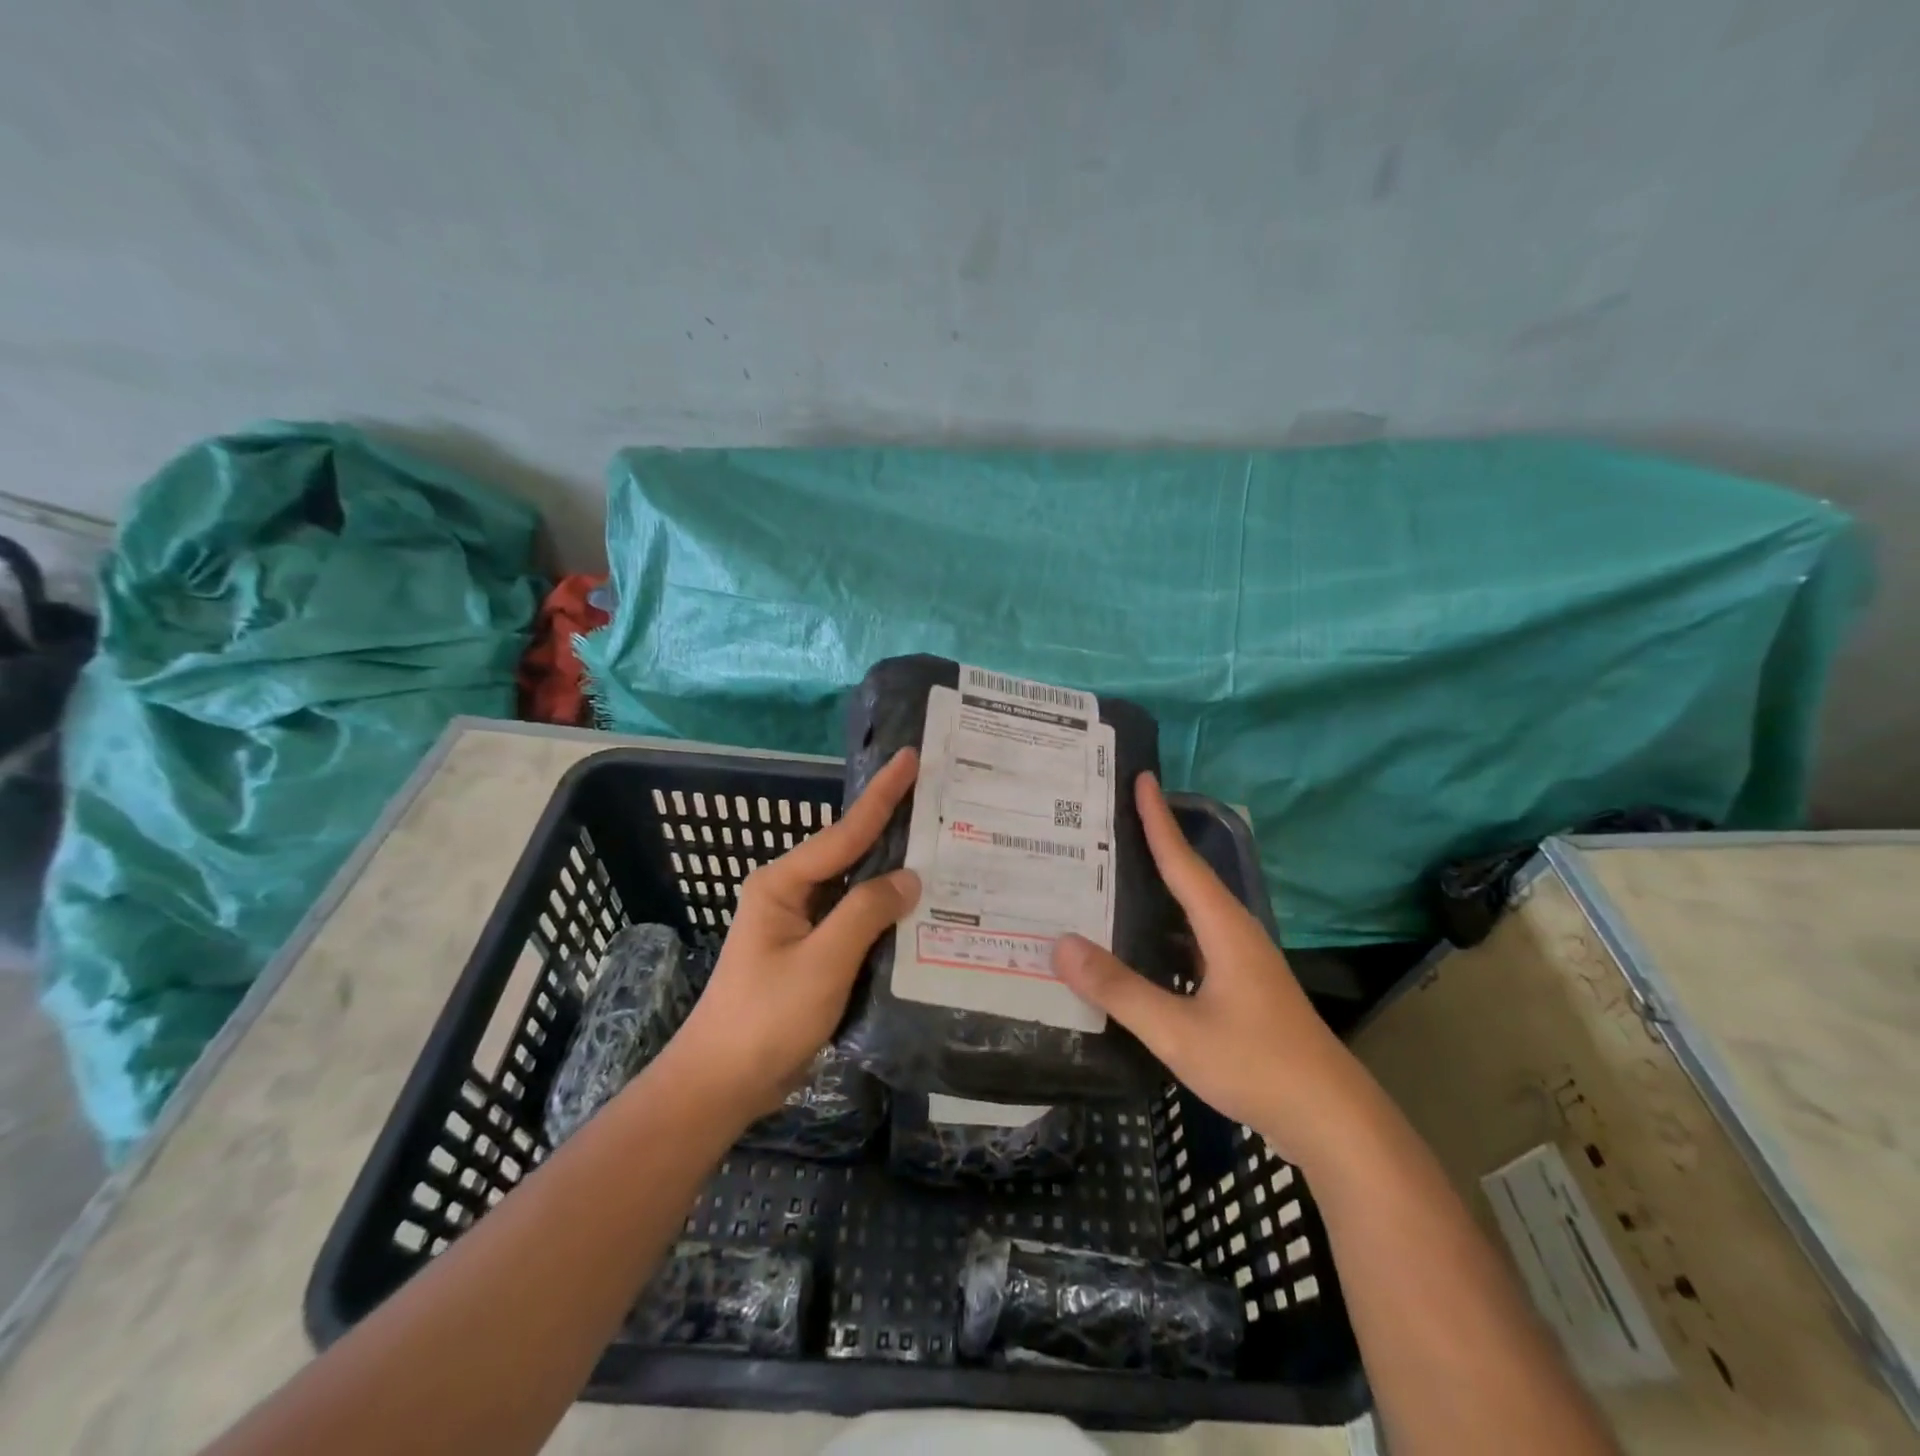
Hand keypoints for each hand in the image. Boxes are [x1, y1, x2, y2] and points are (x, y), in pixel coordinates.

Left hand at [662, 748, 921, 1120]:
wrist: (723, 1083)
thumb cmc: (766, 1017)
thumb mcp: (822, 962)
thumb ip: (866, 913)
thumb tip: (910, 878)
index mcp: (783, 883)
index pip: (844, 832)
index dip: (883, 795)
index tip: (910, 758)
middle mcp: (792, 893)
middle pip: (851, 852)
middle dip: (893, 827)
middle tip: (939, 800)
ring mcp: (802, 924)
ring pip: (857, 888)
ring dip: (894, 873)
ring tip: (941, 847)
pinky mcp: (814, 953)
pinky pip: (856, 920)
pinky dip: (886, 912)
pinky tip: (920, 909)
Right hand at [1050, 773, 1366, 1164]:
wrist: (1332, 1120)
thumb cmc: (1258, 1065)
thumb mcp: (1179, 1031)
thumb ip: (1120, 988)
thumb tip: (1061, 944)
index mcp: (1224, 928)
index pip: (1182, 860)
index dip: (1158, 819)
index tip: (1140, 777)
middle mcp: (1234, 933)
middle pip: (1187, 876)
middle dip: (1153, 842)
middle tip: (1109, 819)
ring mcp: (1241, 961)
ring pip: (1190, 910)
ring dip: (1157, 886)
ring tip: (1112, 872)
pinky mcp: (1241, 986)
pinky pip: (1193, 938)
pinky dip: (1162, 927)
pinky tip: (1138, 941)